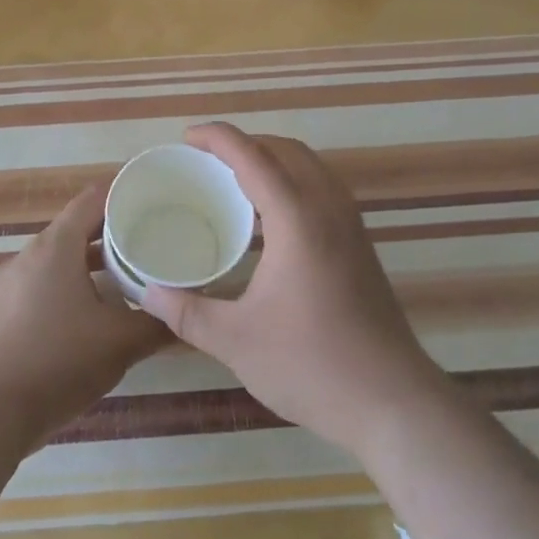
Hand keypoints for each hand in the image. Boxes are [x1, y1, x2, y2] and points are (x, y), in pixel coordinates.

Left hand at [0, 182, 166, 447]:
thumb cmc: (57, 362)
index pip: (92, 199)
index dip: (124, 194)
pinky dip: (71, 285)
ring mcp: (11, 284)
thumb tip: (188, 316)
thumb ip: (158, 325)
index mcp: (56, 247)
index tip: (155, 199)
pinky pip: (44, 283)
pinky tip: (93, 313)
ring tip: (128, 274)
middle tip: (152, 238)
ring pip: (59, 258)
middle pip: (76, 227)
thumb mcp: (120, 343)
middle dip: (113, 230)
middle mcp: (29, 255)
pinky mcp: (3, 312)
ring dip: (92, 262)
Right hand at [137, 123, 448, 457]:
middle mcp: (329, 208)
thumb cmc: (311, 365)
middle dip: (246, 143)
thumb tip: (146, 292)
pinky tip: (272, 219)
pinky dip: (293, 181)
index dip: (218, 138)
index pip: (253, 157)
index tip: (187, 137)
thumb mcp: (236, 341)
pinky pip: (323, 189)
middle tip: (207, 159)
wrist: (392, 401)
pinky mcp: (361, 245)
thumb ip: (187, 313)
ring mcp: (351, 225)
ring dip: (273, 159)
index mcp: (297, 219)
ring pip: (311, 167)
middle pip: (286, 150)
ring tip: (236, 180)